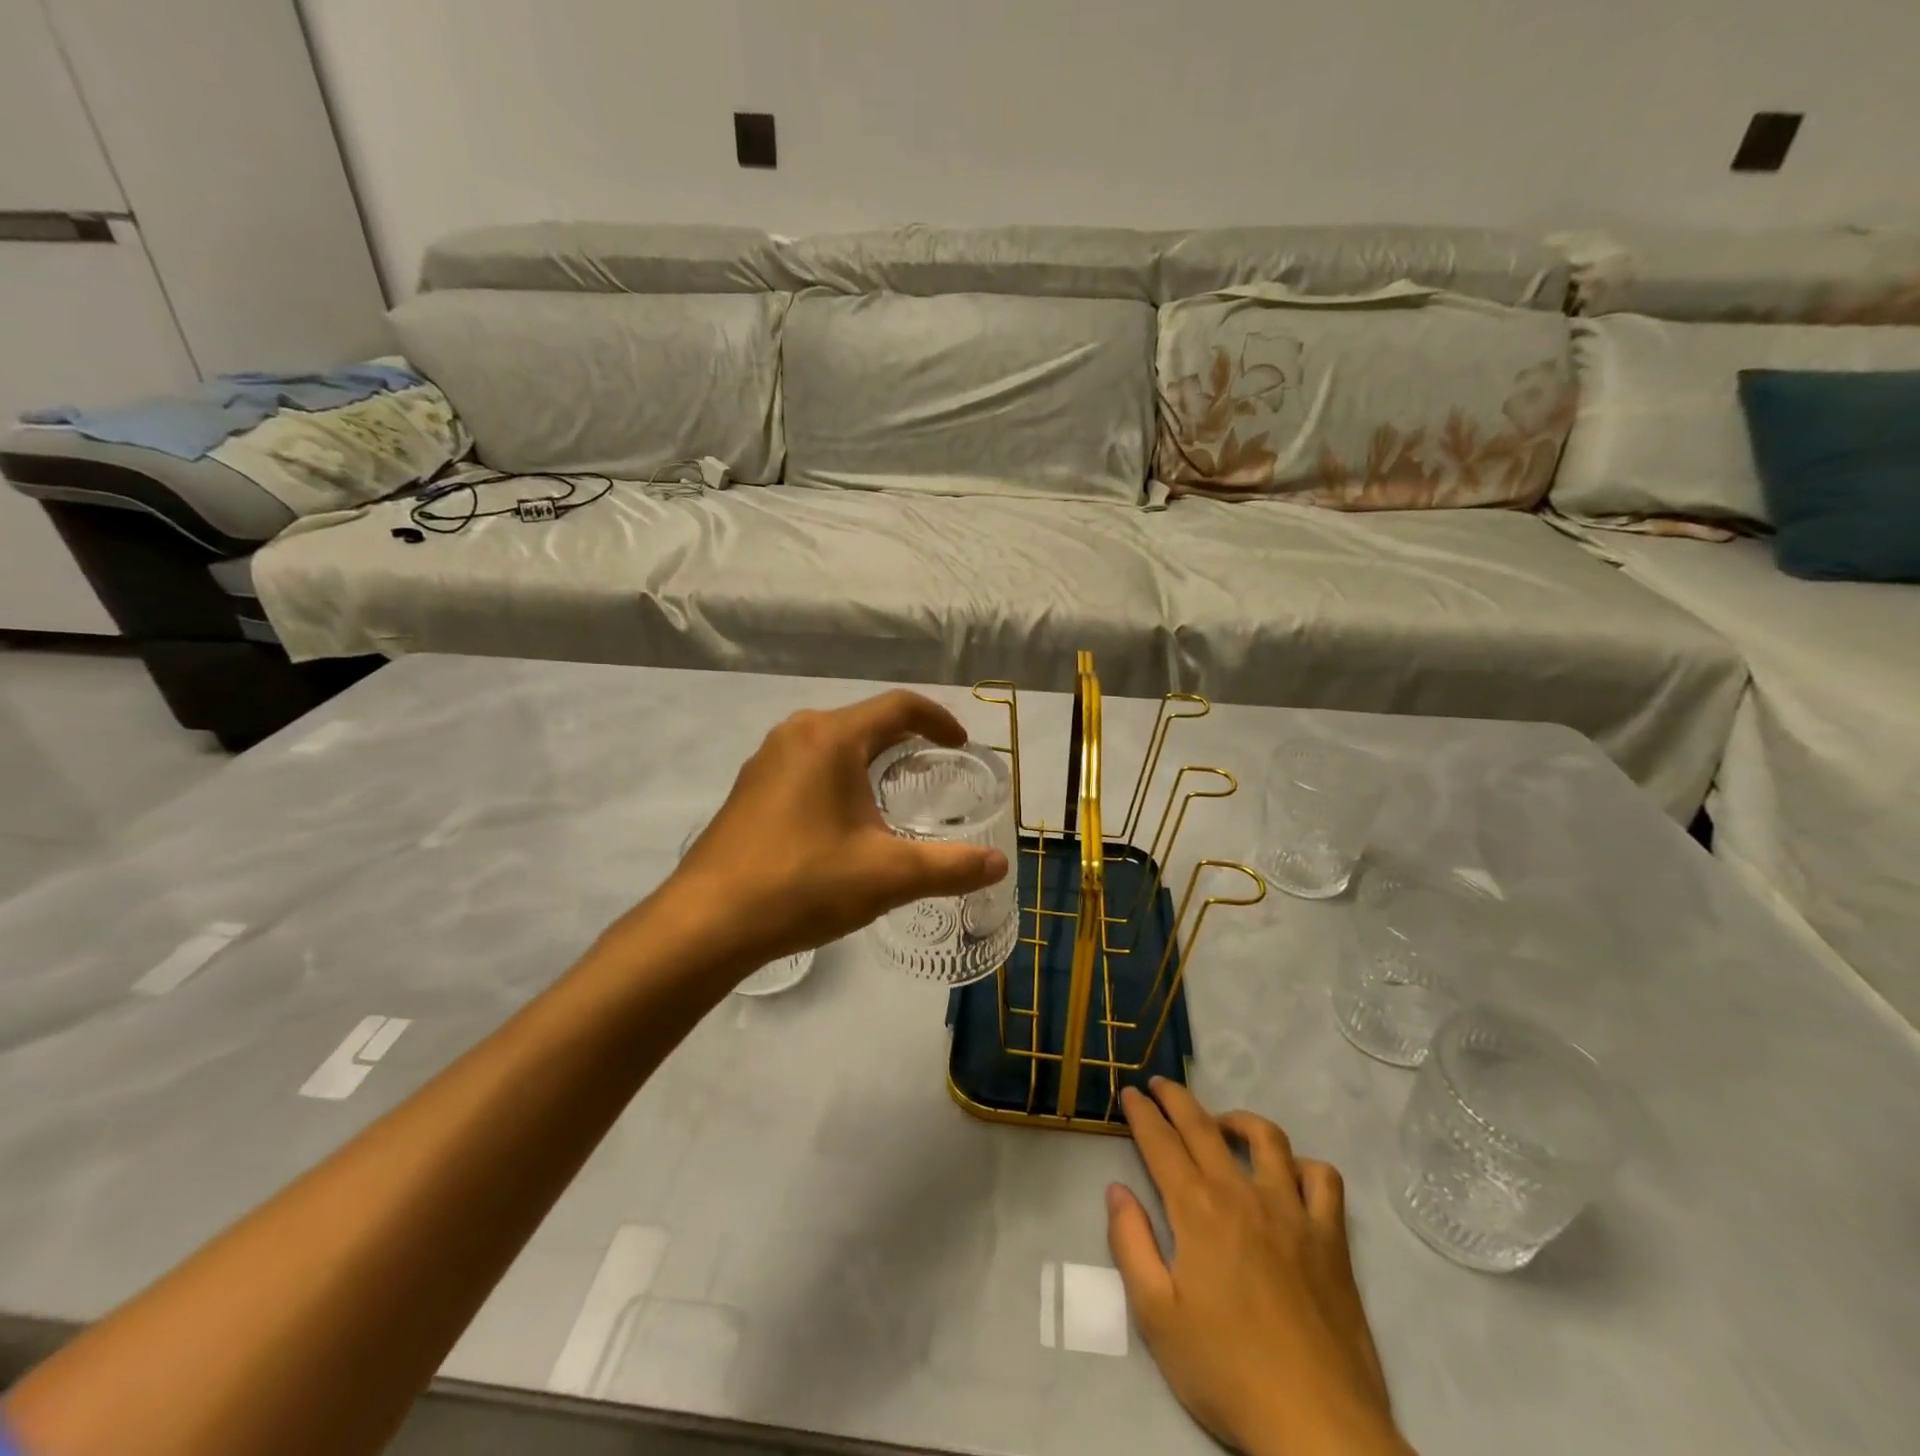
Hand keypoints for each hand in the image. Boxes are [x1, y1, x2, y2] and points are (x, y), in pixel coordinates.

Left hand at [665, 690, 1009, 967]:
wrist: (707, 923)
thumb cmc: (803, 884)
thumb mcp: (888, 876)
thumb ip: (951, 867)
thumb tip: (1000, 863)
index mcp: (831, 738)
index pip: (899, 707)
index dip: (938, 720)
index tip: (961, 744)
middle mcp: (796, 735)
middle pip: (865, 721)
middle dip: (905, 739)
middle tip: (936, 768)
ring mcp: (765, 761)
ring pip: (833, 743)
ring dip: (869, 758)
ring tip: (895, 790)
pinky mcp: (749, 789)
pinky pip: (807, 765)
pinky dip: (839, 776)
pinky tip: (844, 817)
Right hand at [1108, 1081, 1409, 1455]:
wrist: (1317, 1426)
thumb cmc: (1227, 1371)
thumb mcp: (1156, 1316)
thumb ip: (1131, 1244)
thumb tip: (1117, 1190)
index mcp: (1197, 1210)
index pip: (1161, 1142)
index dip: (1141, 1113)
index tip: (1129, 1093)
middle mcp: (1242, 1194)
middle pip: (1204, 1127)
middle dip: (1176, 1098)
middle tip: (1159, 1084)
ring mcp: (1292, 1211)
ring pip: (1266, 1138)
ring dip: (1237, 1119)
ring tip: (1221, 1125)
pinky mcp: (1330, 1238)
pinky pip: (1323, 1180)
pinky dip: (1303, 1166)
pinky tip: (1288, 1176)